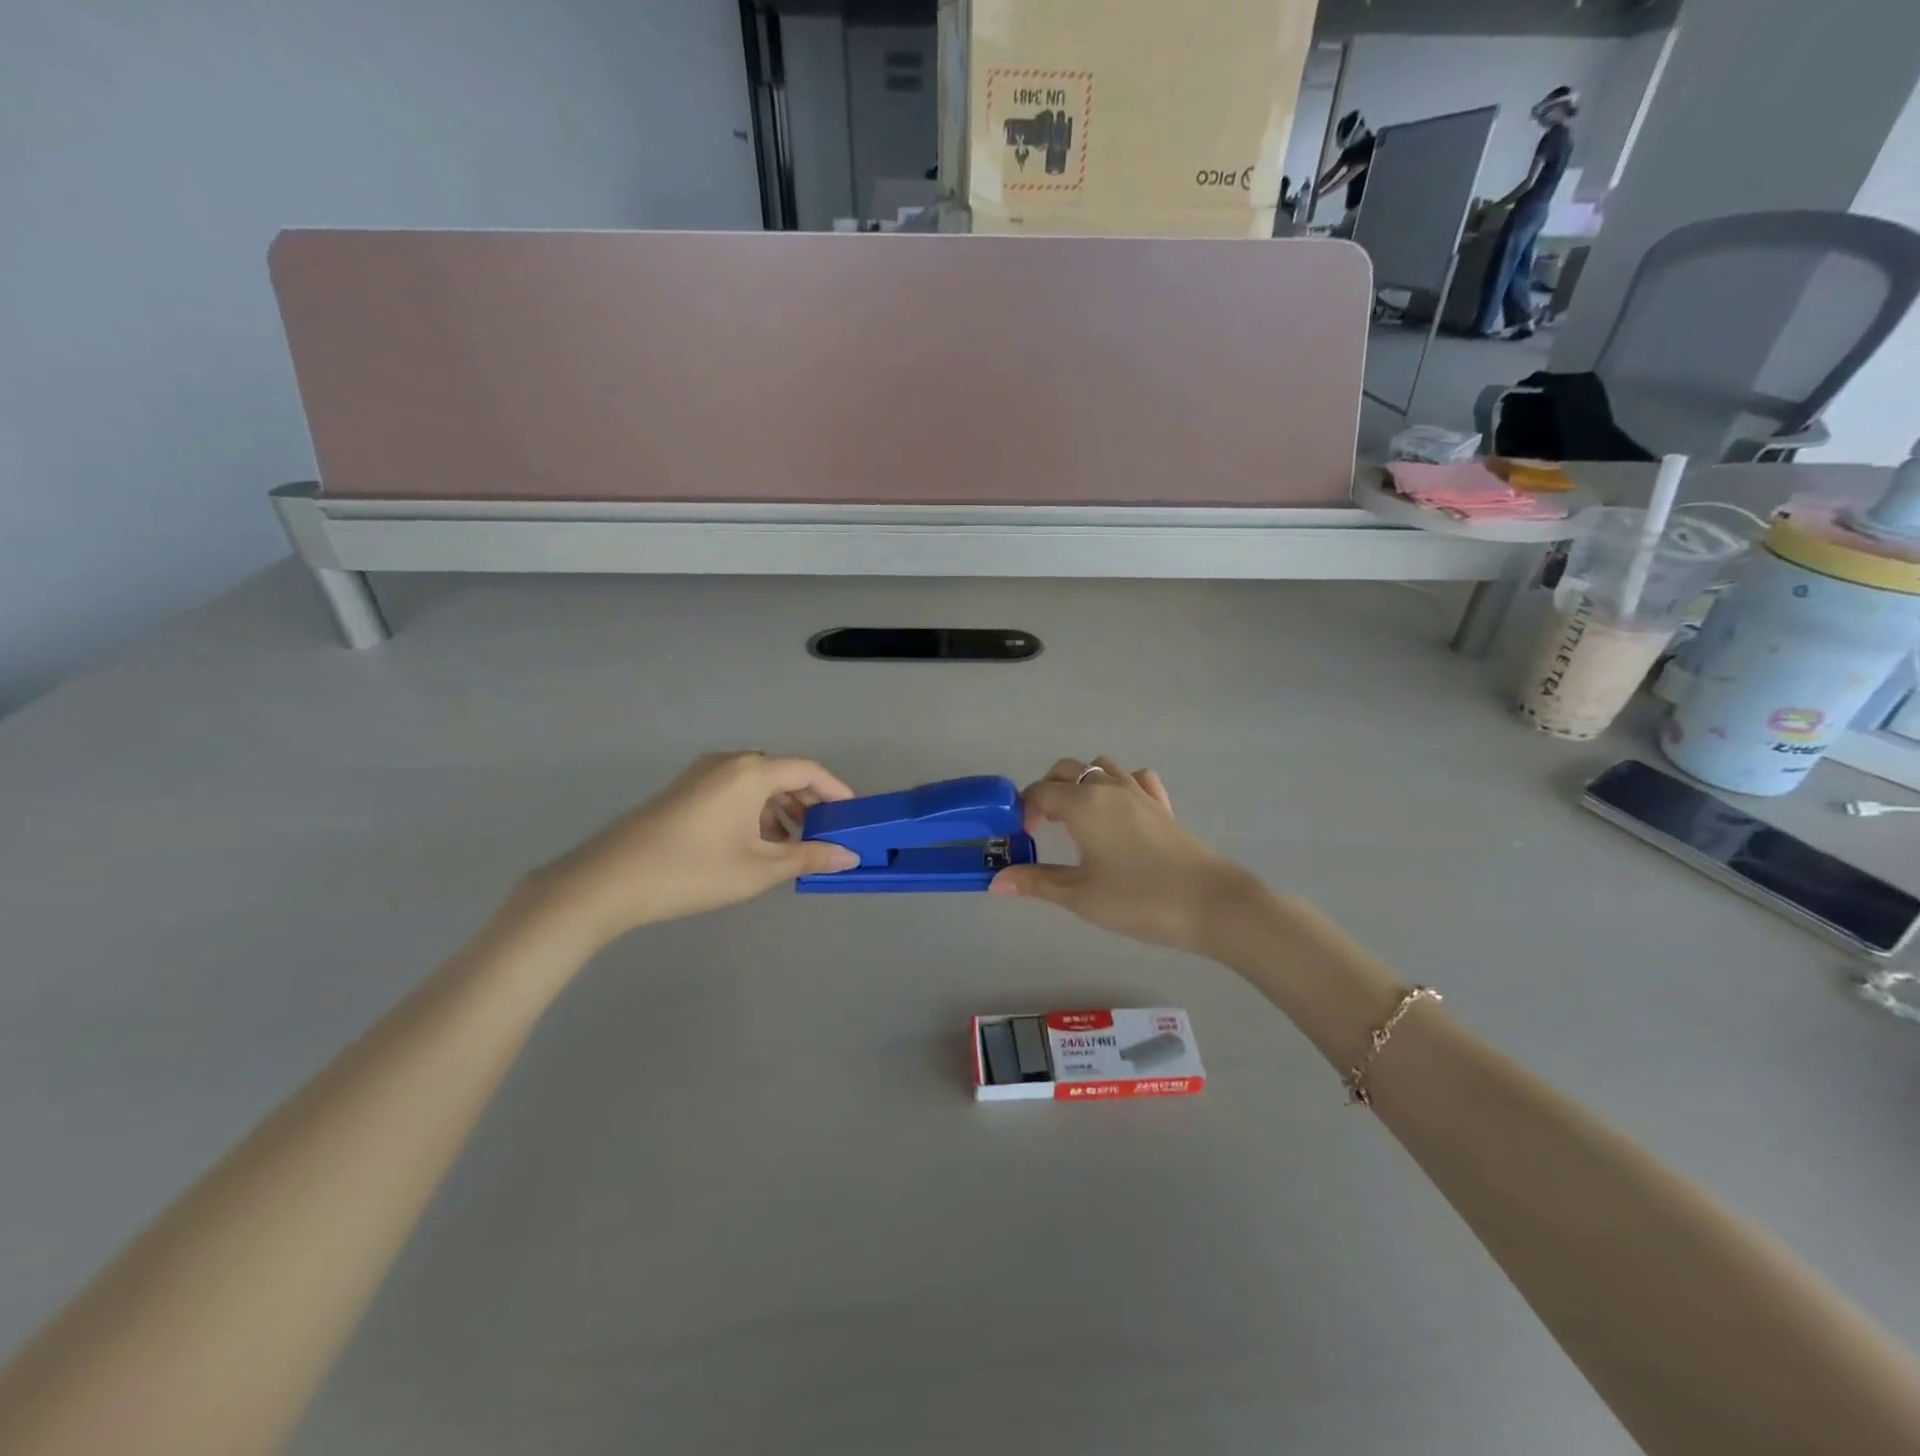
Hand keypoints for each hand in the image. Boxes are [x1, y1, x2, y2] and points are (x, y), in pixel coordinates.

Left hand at [525, 752, 858, 945]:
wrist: (609, 881)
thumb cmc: (694, 871)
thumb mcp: (759, 869)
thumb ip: (808, 857)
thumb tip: (849, 856)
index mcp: (751, 771)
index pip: (808, 770)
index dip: (836, 790)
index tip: (854, 815)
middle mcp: (728, 762)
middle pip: (782, 773)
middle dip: (809, 802)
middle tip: (827, 833)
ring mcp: (701, 774)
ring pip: (756, 784)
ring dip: (781, 809)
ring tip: (795, 844)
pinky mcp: (684, 790)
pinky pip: (734, 791)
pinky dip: (755, 811)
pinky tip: (757, 843)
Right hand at [989, 757, 1260, 952]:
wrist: (1208, 903)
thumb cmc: (1138, 898)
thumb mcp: (1080, 896)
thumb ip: (1037, 882)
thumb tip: (996, 882)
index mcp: (1084, 804)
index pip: (1040, 791)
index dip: (1024, 810)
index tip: (1022, 837)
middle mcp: (1109, 787)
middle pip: (1067, 770)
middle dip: (1047, 791)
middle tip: (1043, 827)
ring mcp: (1139, 793)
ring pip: (1101, 767)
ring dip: (1082, 783)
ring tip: (1078, 818)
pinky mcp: (1162, 806)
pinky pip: (1136, 779)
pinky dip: (1120, 786)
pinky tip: (1120, 812)